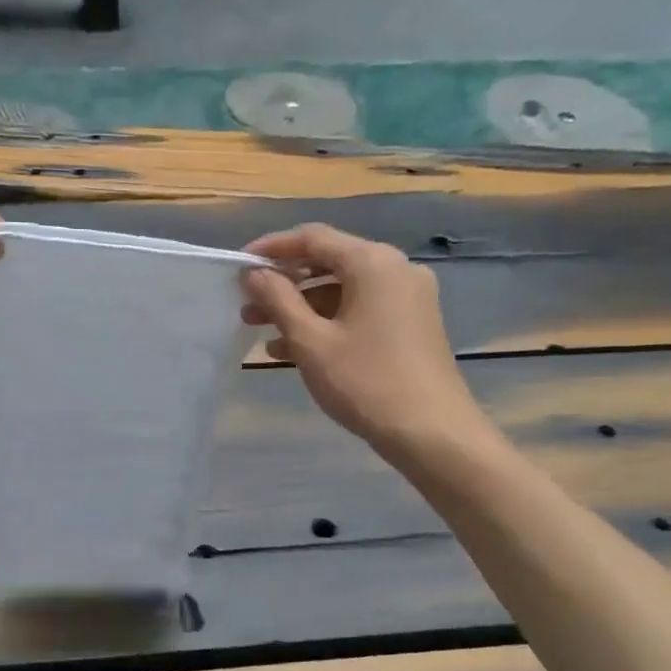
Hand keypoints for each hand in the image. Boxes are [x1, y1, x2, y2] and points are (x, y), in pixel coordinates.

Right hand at [240, 223, 489, 458]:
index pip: (313, 238)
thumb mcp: (311, 342)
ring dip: (302, 308)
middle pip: (329, 262)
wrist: (432, 432)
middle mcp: (395, 269)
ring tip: (263, 333)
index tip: (238, 266)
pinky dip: (328, 322)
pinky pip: (361, 310)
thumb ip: (278, 301)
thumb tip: (254, 273)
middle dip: (284, 284)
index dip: (271, 248)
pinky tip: (296, 350)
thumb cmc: (365, 382)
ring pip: (343, 290)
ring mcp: (408, 297)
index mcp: (372, 262)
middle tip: (247, 306)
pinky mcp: (413, 323)